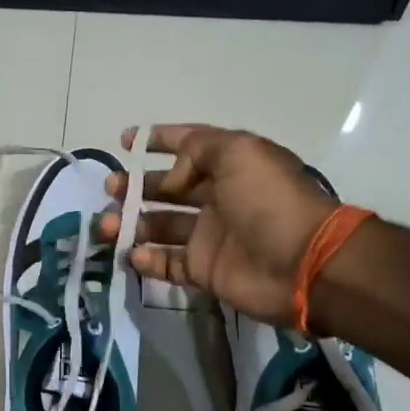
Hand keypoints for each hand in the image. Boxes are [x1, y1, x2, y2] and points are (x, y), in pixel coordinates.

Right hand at [100, 125, 337, 327]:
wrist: (303, 263)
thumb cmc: (269, 200)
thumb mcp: (237, 152)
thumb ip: (196, 150)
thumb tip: (169, 178)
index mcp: (228, 165)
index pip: (188, 146)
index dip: (158, 139)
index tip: (125, 141)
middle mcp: (217, 197)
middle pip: (166, 188)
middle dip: (135, 186)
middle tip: (111, 190)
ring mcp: (209, 236)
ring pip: (159, 226)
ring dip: (130, 224)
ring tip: (107, 227)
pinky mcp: (205, 270)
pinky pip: (167, 264)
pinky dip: (146, 259)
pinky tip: (132, 254)